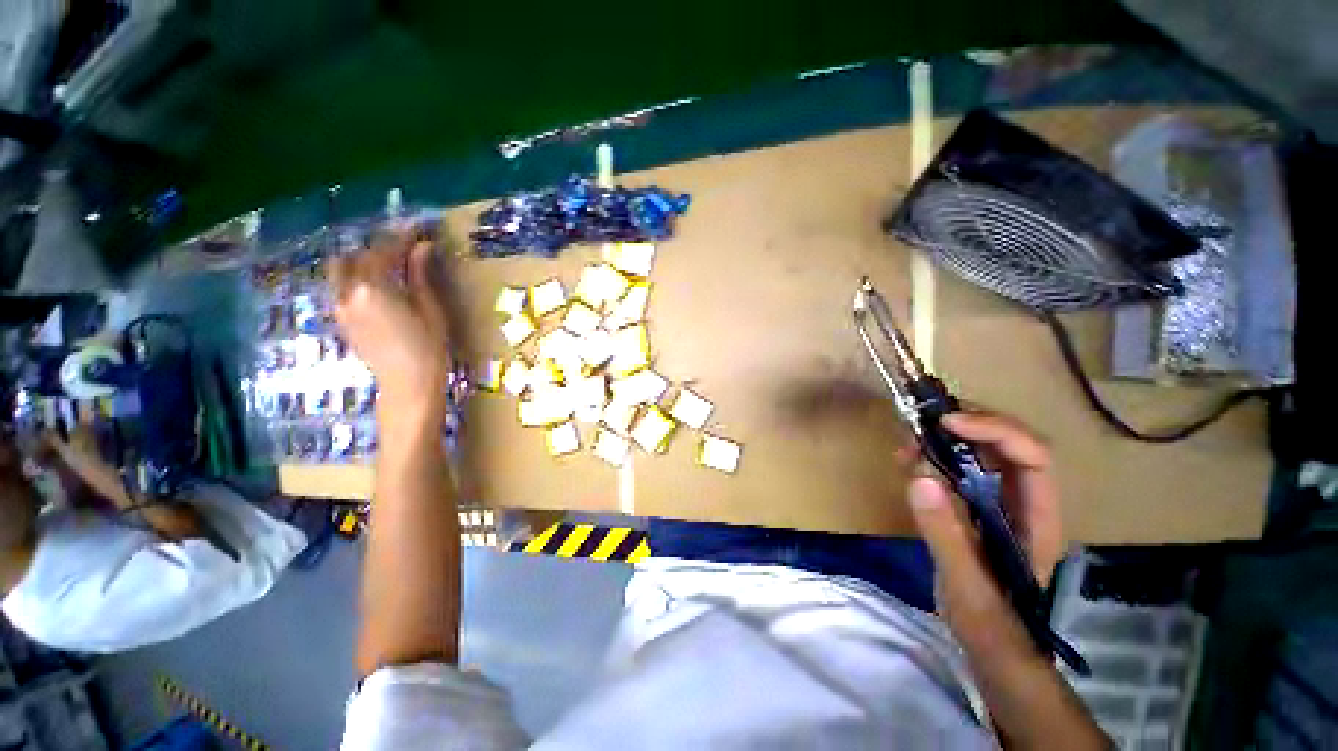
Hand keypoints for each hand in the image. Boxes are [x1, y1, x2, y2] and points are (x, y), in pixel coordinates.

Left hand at [330, 236, 451, 427]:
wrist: (407, 385)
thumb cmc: (428, 349)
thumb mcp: (430, 309)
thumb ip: (420, 276)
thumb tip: (423, 247)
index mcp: (374, 288)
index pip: (384, 251)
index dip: (401, 238)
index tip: (417, 230)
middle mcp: (349, 292)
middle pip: (358, 257)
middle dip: (380, 249)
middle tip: (405, 251)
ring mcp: (340, 307)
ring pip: (342, 271)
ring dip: (362, 263)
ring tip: (387, 268)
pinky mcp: (341, 320)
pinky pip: (341, 287)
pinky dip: (356, 279)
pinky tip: (377, 287)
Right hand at [905, 411, 1063, 653]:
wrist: (990, 643)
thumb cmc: (990, 621)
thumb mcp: (966, 584)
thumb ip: (946, 533)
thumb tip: (919, 477)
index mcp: (1038, 517)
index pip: (1032, 456)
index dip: (995, 430)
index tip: (948, 423)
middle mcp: (1024, 499)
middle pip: (1009, 442)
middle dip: (968, 424)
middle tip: (923, 422)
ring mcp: (999, 499)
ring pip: (983, 449)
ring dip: (946, 437)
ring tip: (908, 442)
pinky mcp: (974, 503)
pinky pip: (959, 465)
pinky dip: (933, 454)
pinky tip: (908, 459)